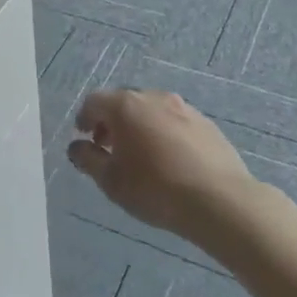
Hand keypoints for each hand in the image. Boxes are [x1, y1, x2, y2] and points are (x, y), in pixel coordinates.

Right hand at [67, 89, 258, 248]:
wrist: (219, 200)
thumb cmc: (155, 188)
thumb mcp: (111, 181)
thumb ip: (88, 160)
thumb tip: (76, 147)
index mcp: (125, 105)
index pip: (94, 101)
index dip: (84, 118)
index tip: (85, 137)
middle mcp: (152, 97)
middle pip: (123, 102)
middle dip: (112, 122)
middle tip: (109, 148)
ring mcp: (182, 107)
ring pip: (151, 110)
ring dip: (139, 126)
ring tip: (141, 156)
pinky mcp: (205, 123)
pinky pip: (174, 122)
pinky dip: (164, 133)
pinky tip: (170, 160)